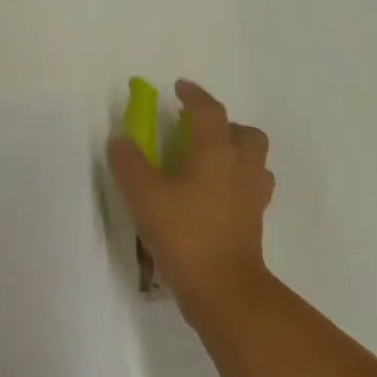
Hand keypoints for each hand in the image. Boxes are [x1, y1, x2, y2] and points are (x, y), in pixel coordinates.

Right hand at [107, 80, 274, 323]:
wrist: (223, 288)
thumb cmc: (184, 234)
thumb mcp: (144, 196)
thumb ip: (129, 164)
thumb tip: (122, 140)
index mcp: (215, 152)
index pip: (209, 111)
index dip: (194, 95)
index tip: (179, 88)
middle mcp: (241, 167)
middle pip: (244, 132)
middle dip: (223, 125)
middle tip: (195, 132)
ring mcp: (252, 195)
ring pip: (253, 160)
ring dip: (234, 152)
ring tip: (206, 163)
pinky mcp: (254, 220)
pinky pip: (251, 187)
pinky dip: (236, 181)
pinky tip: (214, 195)